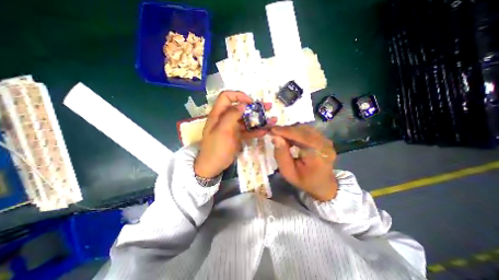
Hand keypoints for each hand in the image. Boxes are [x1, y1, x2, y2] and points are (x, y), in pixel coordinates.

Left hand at [194, 91, 275, 178]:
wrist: (213, 166)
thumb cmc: (216, 148)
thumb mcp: (222, 130)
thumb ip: (231, 116)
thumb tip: (242, 105)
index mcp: (219, 114)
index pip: (226, 97)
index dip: (238, 96)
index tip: (250, 102)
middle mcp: (226, 118)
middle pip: (241, 108)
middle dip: (254, 107)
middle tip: (268, 107)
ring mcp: (233, 127)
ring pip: (246, 120)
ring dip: (259, 119)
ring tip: (272, 119)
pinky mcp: (237, 136)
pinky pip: (248, 131)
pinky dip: (256, 130)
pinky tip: (265, 131)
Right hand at [271, 124, 337, 200]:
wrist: (322, 185)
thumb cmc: (304, 181)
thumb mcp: (288, 172)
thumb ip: (281, 155)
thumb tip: (275, 137)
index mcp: (318, 154)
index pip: (300, 137)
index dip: (285, 131)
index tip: (271, 129)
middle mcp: (324, 144)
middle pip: (302, 130)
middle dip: (286, 130)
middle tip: (272, 132)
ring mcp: (325, 140)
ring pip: (304, 128)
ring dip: (290, 130)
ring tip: (279, 135)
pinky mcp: (323, 138)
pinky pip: (307, 131)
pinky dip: (295, 132)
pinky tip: (288, 137)